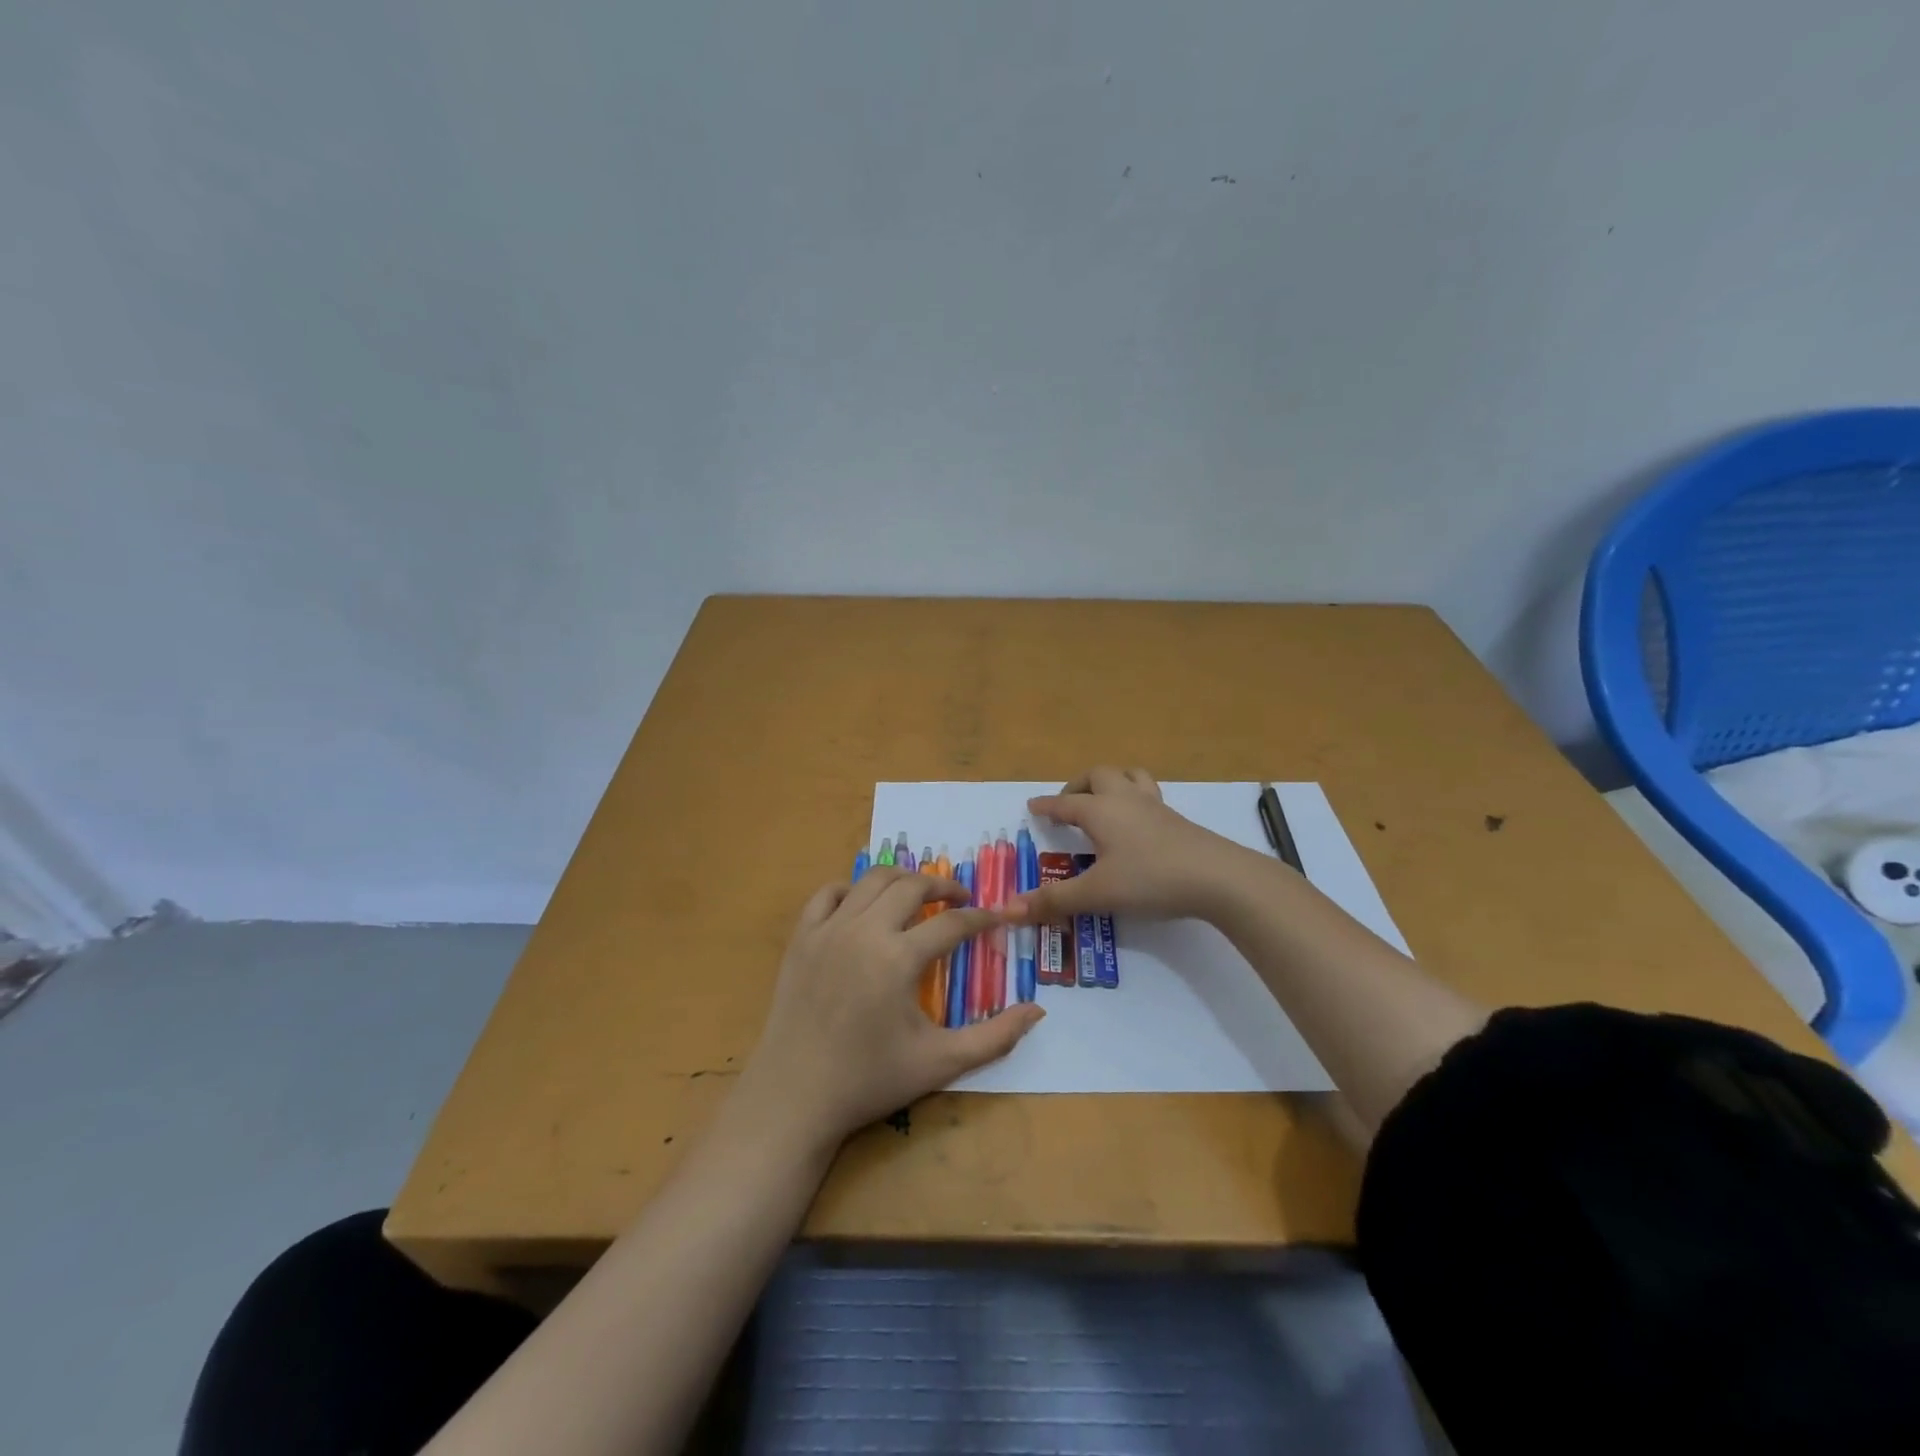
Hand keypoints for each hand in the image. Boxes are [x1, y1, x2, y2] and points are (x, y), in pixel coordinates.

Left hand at [740, 869, 1044, 1148]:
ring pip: (871, 880)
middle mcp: (864, 931)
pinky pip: (826, 893)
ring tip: (918, 893)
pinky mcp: (801, 937)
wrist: (795, 1097)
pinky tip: (863, 904)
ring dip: (901, 879)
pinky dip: (850, 888)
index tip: (997, 918)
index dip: (981, 918)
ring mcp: (828, 929)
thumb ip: (994, 1037)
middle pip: (912, 886)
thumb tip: (1038, 1011)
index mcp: (899, 958)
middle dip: (943, 886)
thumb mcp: (940, 1063)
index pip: (952, 923)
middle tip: (960, 899)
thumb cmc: (870, 1080)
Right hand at [1004, 766, 1252, 924]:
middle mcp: (1125, 800)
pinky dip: (1135, 799)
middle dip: (1079, 786)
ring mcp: (1156, 807)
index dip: (1046, 805)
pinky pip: (1150, 795)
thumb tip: (1006, 910)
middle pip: (1099, 776)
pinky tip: (1138, 824)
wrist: (1218, 877)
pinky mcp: (1178, 820)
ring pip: (1130, 777)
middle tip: (1069, 805)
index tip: (1032, 806)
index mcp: (1100, 811)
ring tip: (1104, 802)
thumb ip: (1053, 901)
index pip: (1065, 803)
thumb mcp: (1096, 893)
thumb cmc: (1150, 879)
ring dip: (1112, 783)